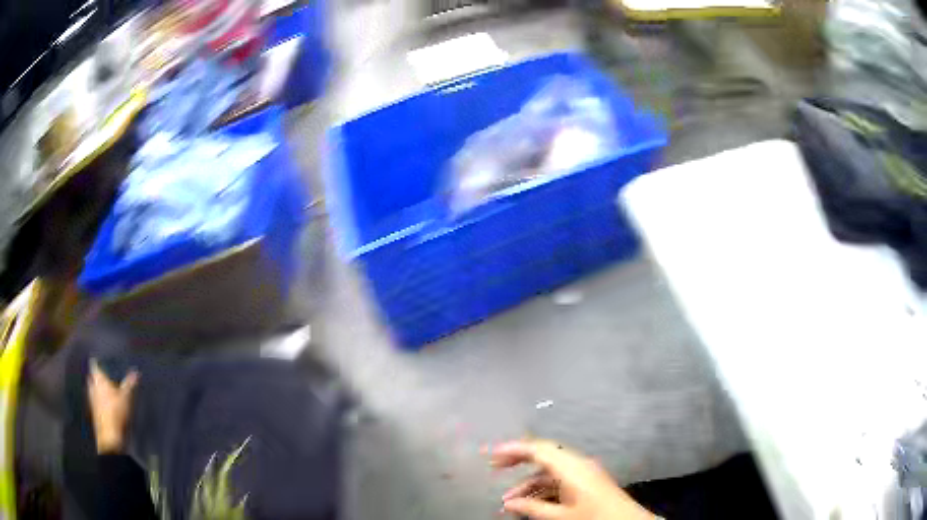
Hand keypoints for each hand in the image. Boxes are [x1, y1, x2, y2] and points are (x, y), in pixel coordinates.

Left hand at [87, 360, 138, 453]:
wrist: (109, 435)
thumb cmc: (116, 412)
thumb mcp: (126, 397)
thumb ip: (129, 384)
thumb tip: (135, 372)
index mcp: (99, 380)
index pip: (94, 365)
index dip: (97, 361)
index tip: (100, 360)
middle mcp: (93, 387)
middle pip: (92, 377)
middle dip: (96, 376)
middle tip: (103, 376)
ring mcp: (91, 400)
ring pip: (91, 389)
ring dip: (95, 388)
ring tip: (103, 390)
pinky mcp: (93, 411)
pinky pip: (94, 401)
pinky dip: (97, 400)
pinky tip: (104, 405)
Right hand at [487, 439, 655, 519]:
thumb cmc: (593, 517)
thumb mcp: (560, 516)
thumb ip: (532, 508)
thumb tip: (508, 503)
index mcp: (570, 467)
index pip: (538, 449)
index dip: (513, 448)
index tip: (492, 452)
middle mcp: (577, 464)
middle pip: (543, 455)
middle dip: (518, 461)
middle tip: (495, 467)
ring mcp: (583, 472)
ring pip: (550, 472)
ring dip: (529, 484)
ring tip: (509, 502)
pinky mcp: (587, 482)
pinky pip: (559, 480)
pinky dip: (543, 489)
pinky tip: (530, 503)